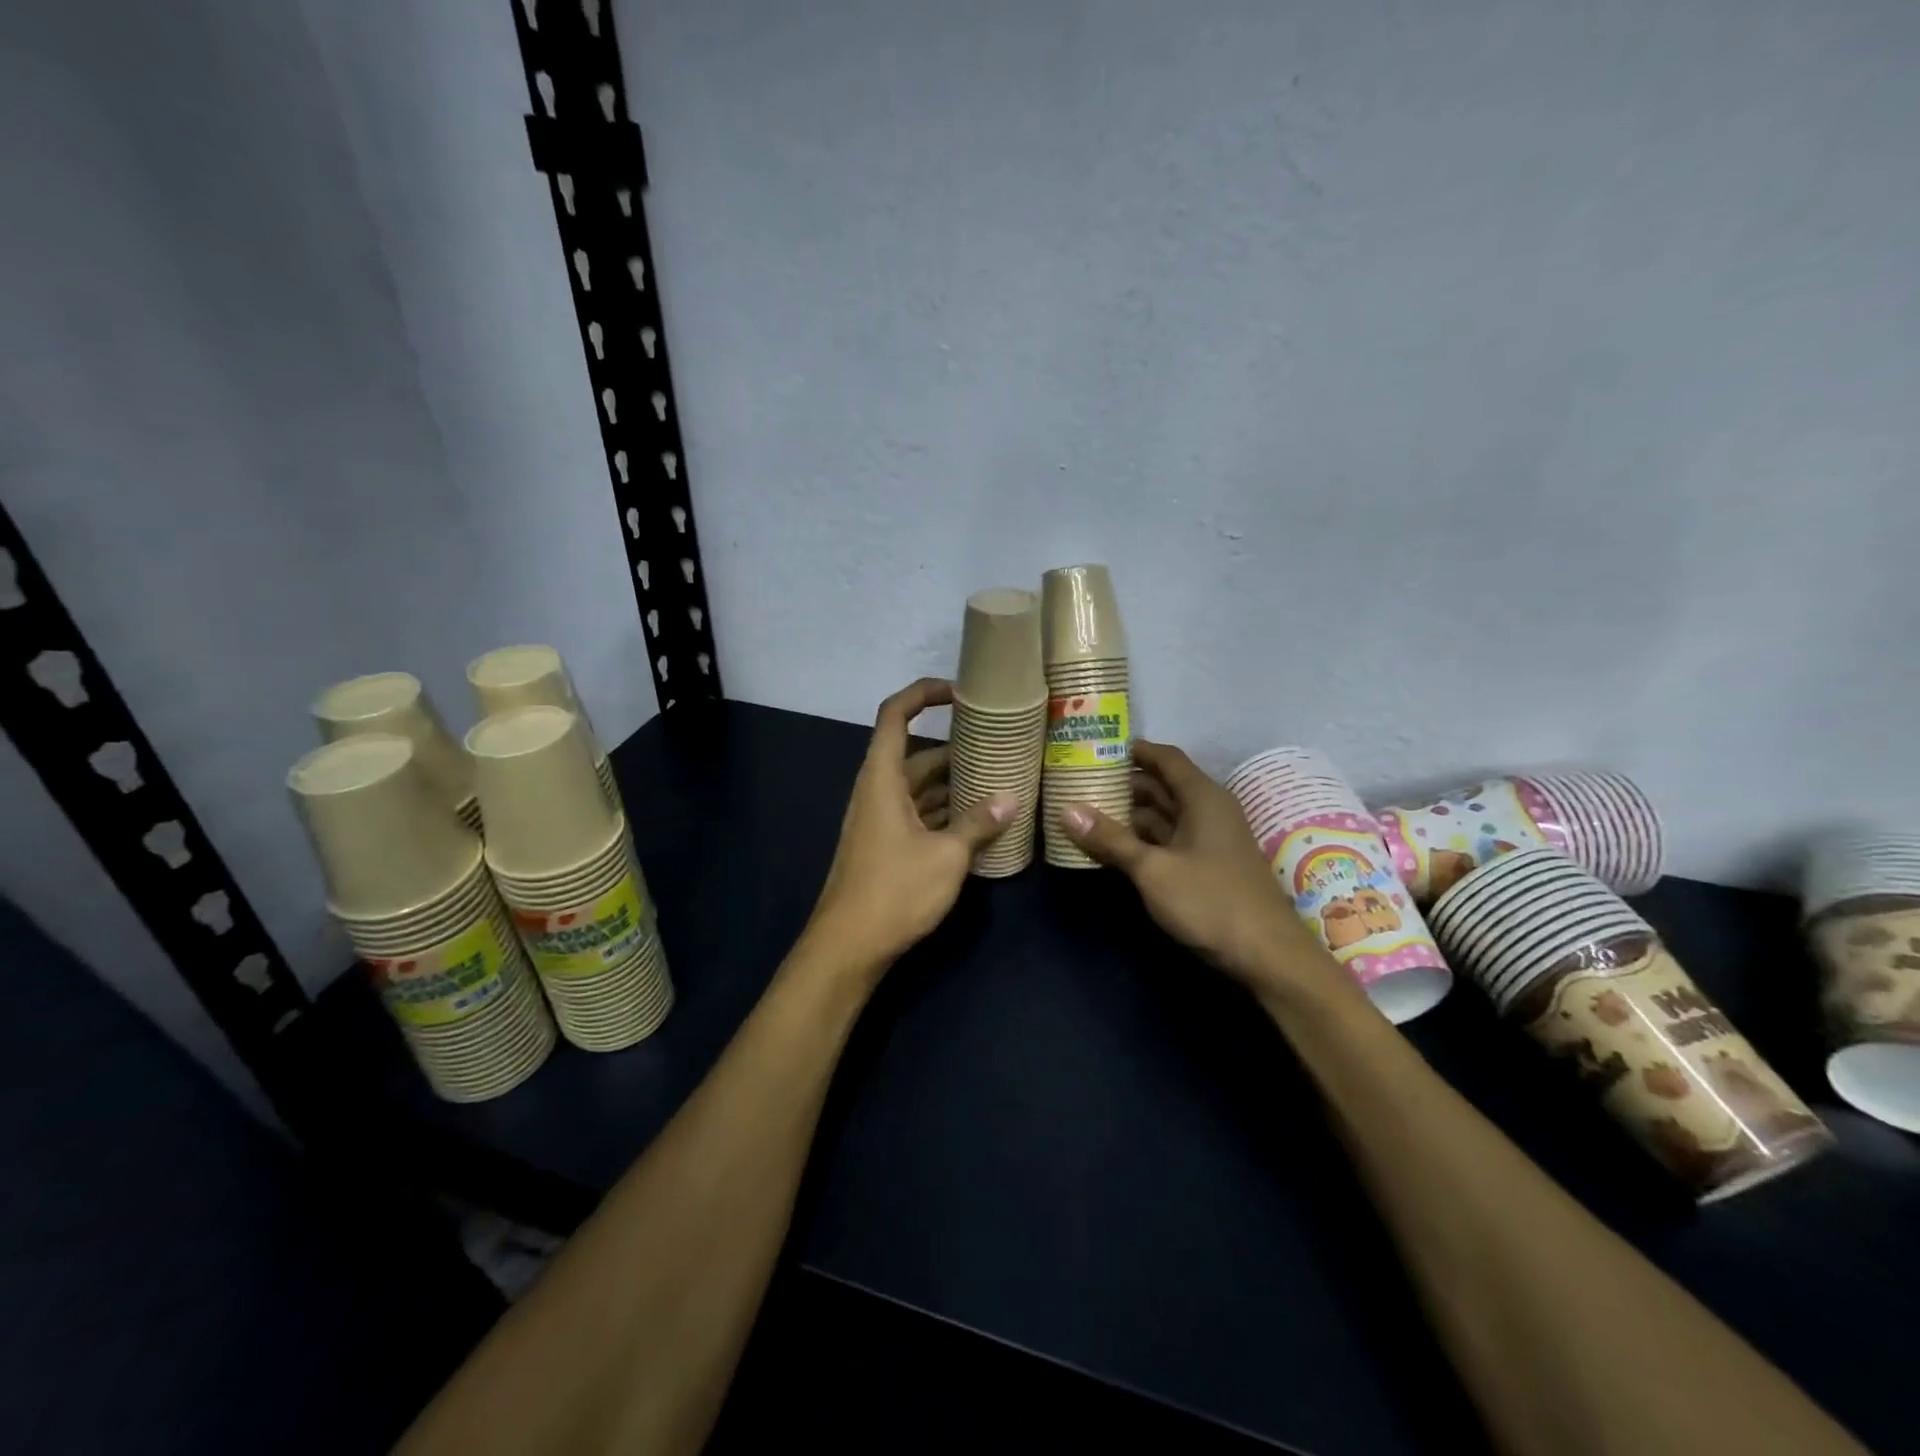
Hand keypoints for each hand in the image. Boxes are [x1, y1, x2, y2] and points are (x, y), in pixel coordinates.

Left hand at [804, 678, 1017, 974]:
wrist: (849, 946)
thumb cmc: (895, 890)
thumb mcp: (946, 855)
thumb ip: (979, 823)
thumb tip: (1011, 798)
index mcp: (882, 778)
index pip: (895, 714)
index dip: (924, 694)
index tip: (962, 694)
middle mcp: (878, 791)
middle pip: (918, 755)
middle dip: (957, 750)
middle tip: (1001, 748)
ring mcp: (881, 820)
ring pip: (921, 788)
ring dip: (955, 785)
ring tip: (1001, 782)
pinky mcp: (887, 846)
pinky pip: (920, 815)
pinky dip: (947, 813)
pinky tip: (981, 822)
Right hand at [1059, 741, 1344, 1001]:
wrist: (1266, 955)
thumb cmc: (1210, 901)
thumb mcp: (1153, 869)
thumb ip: (1111, 839)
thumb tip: (1066, 810)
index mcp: (1202, 797)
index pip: (1165, 758)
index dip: (1133, 750)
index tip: (1096, 747)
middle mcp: (1208, 810)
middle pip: (1162, 786)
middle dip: (1123, 784)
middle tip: (1080, 781)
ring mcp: (1208, 840)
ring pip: (1163, 816)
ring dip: (1129, 815)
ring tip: (1087, 811)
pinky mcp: (1206, 866)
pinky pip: (1168, 840)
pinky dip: (1142, 839)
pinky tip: (1113, 846)